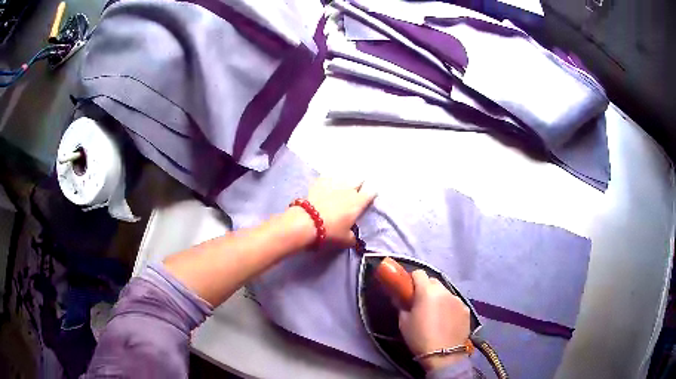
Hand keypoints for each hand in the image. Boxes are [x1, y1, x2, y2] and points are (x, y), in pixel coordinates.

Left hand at [303, 177, 375, 249]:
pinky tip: (328, 178)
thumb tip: (354, 237)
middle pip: (359, 180)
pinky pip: (328, 175)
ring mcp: (334, 183)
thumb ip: (353, 238)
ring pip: (344, 175)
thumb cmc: (330, 232)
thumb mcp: (345, 240)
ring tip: (344, 181)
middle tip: (358, 188)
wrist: (306, 222)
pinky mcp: (320, 181)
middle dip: (360, 182)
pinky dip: (330, 176)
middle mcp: (349, 189)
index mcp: (358, 203)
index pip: (371, 193)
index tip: (370, 197)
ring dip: (345, 178)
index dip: (371, 194)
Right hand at [399, 270, 470, 371]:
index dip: (412, 280)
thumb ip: (402, 305)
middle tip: (420, 303)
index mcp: (427, 291)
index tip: (408, 291)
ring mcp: (457, 299)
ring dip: (439, 298)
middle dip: (426, 288)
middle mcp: (444, 291)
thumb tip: (401, 298)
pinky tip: (446, 321)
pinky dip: (449, 307)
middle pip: (433, 281)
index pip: (419, 273)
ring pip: (445, 292)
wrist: (443, 355)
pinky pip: (455, 302)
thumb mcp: (404, 322)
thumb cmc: (419, 338)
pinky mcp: (466, 309)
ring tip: (435, 314)